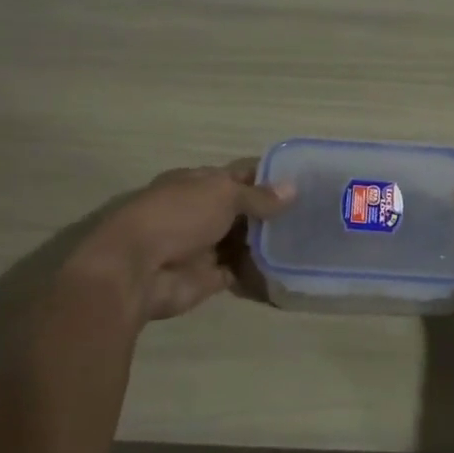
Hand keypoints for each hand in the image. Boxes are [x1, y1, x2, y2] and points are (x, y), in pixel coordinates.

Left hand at [71, 160, 295, 321]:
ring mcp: (205, 245)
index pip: (240, 175)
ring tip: (310, 243)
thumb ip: (258, 196)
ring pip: (245, 242)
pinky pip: (241, 273)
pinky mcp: (209, 277)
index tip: (306, 181)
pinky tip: (290, 271)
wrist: (137, 270)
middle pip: (245, 210)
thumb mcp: (222, 194)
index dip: (270, 177)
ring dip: (270, 244)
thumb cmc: (178, 216)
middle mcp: (202, 211)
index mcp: (199, 183)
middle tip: (316, 215)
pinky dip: (261, 274)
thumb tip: (293, 189)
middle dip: (275, 213)